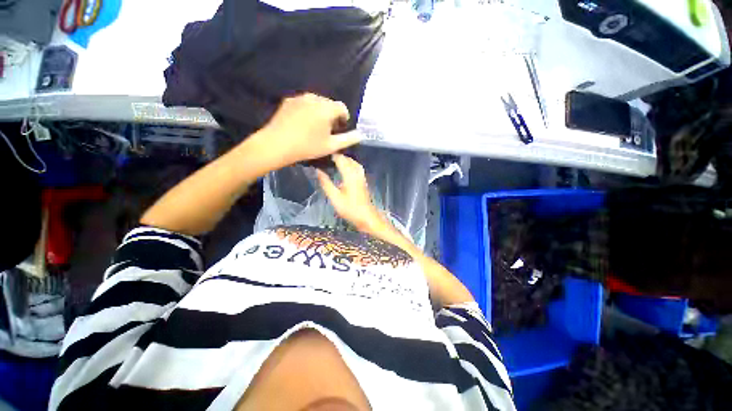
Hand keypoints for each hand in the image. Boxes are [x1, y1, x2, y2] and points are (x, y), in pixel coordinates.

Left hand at [252, 93, 360, 167]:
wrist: (277, 144)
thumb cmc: (308, 146)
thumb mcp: (331, 146)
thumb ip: (348, 139)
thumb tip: (361, 134)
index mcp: (327, 108)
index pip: (342, 107)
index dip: (344, 118)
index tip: (340, 128)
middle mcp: (315, 98)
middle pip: (329, 104)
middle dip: (332, 114)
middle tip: (327, 130)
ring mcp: (300, 98)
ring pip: (316, 102)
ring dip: (320, 112)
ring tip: (315, 126)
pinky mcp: (289, 100)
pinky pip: (304, 103)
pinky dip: (308, 110)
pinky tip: (302, 123)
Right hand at [317, 154, 385, 231]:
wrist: (367, 217)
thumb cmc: (350, 209)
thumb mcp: (334, 198)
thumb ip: (326, 183)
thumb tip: (318, 171)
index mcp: (349, 175)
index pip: (341, 159)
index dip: (332, 154)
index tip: (322, 153)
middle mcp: (357, 173)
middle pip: (348, 159)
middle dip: (338, 156)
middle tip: (326, 157)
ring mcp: (362, 177)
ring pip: (354, 163)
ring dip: (345, 160)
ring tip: (334, 161)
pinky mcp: (363, 182)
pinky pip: (357, 168)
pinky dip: (350, 165)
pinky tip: (345, 169)